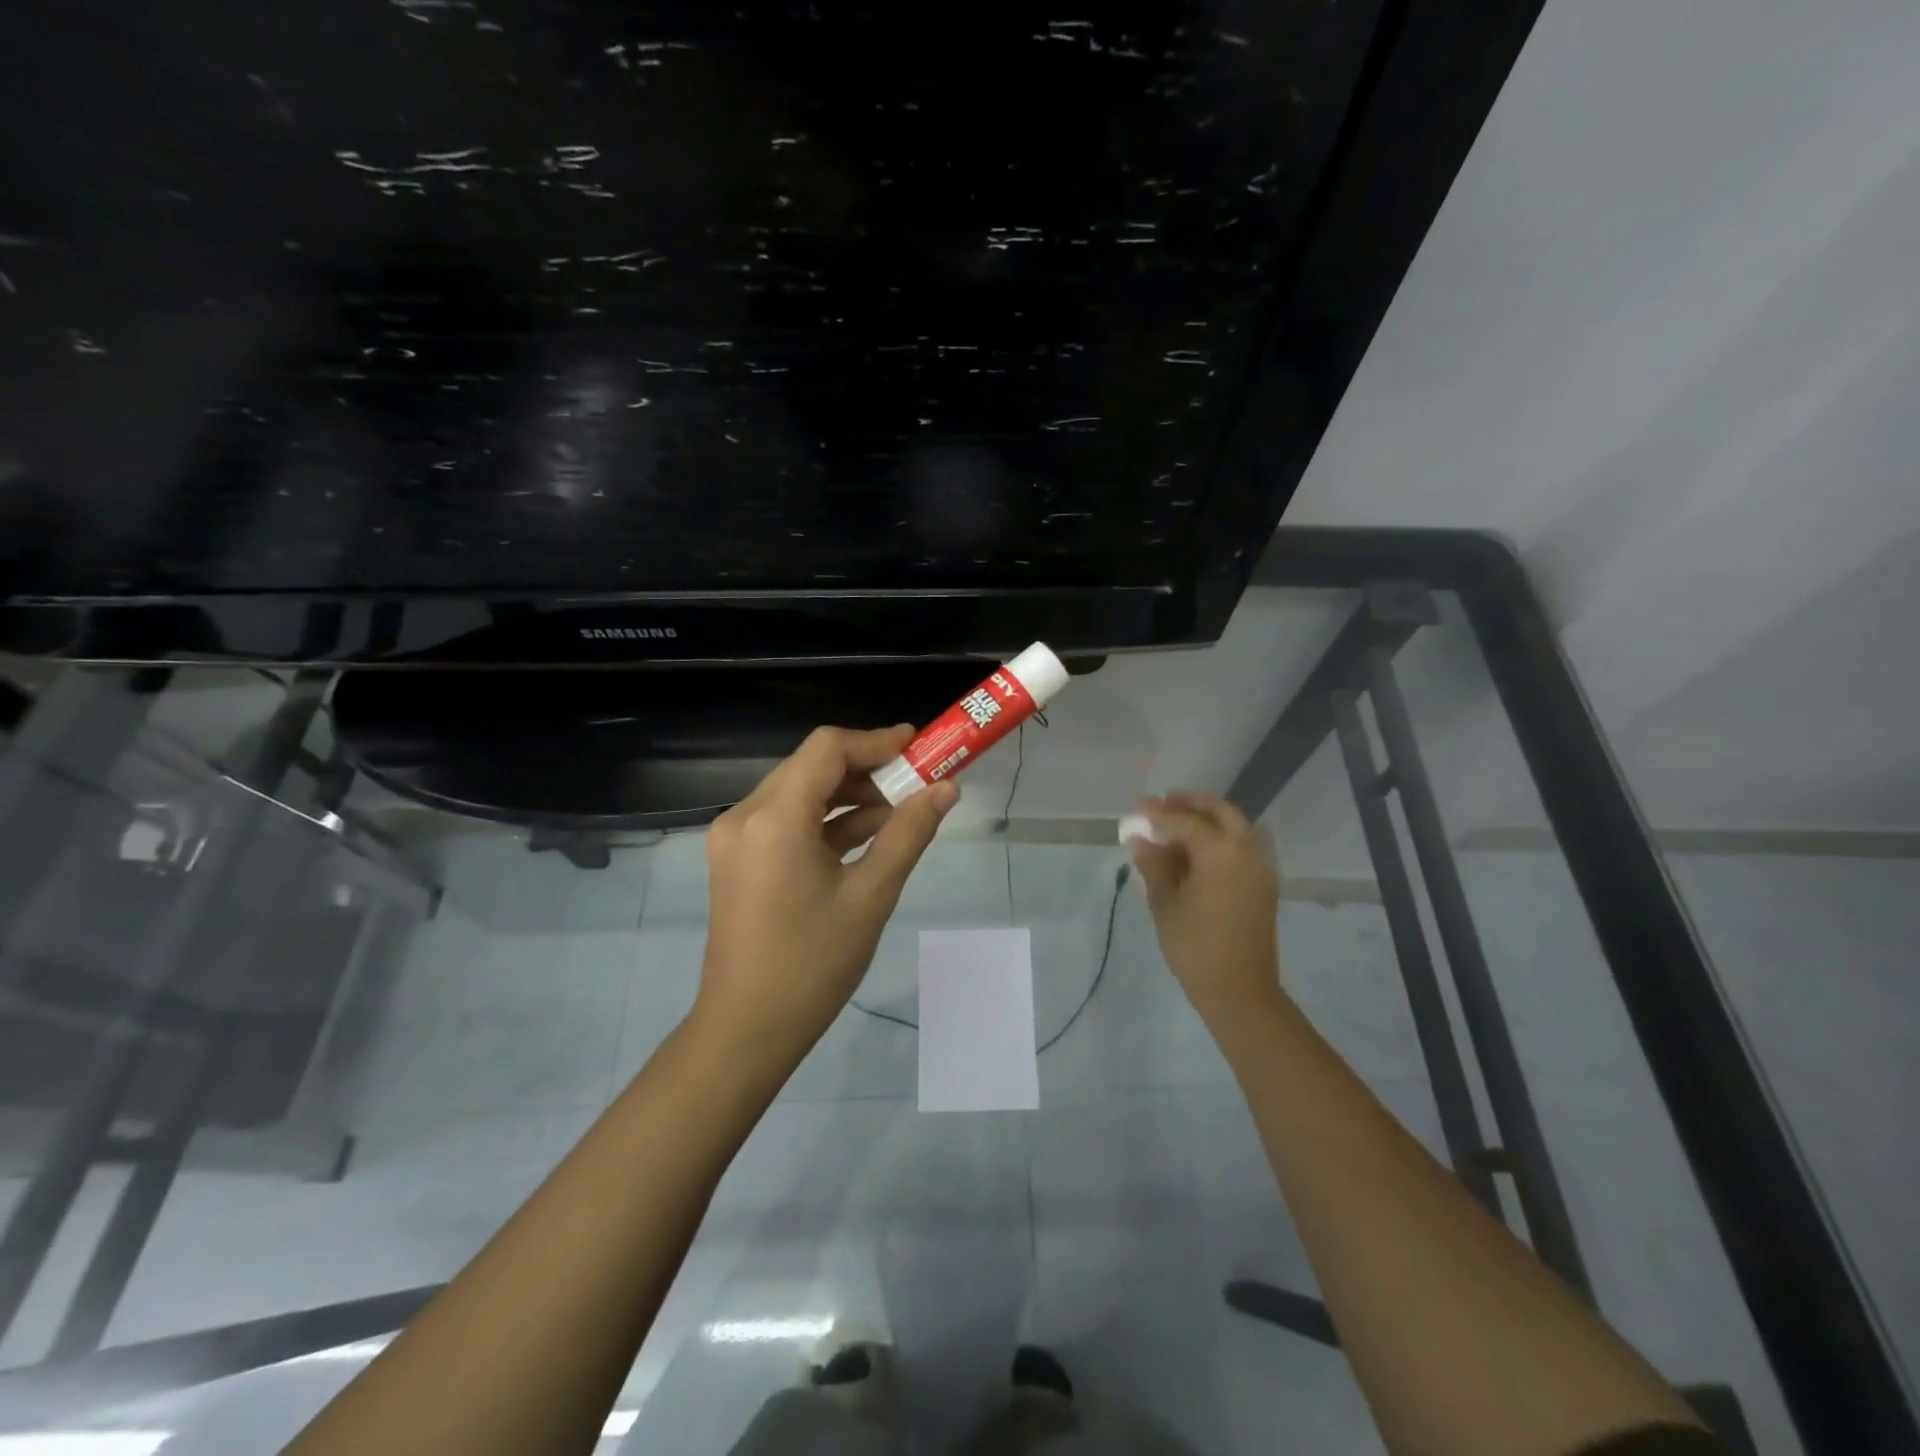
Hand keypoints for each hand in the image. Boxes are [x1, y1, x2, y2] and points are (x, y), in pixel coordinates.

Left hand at [696, 725, 957, 1066]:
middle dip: (868, 768)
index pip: (827, 749)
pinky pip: (788, 821)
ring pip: (800, 792)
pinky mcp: (739, 858)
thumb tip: (946, 789)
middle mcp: (745, 816)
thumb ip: (908, 834)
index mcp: (774, 819)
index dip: (876, 740)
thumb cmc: (812, 966)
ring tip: (903, 808)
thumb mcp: (871, 896)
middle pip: (812, 766)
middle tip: (918, 778)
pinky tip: (869, 833)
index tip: (919, 745)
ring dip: (849, 795)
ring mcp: (737, 838)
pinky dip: (827, 820)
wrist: (746, 1030)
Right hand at [1131, 792, 1282, 1022]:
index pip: (1185, 821)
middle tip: (1164, 803)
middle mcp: (1247, 850)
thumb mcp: (1165, 902)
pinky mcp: (1263, 884)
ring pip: (1235, 827)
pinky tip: (1196, 851)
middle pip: (1220, 812)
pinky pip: (1242, 846)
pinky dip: (1220, 838)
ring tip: (1177, 824)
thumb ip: (1154, 864)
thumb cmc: (1195, 945)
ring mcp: (1260, 867)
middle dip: (1191, 804)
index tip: (1137, 806)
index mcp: (1221, 851)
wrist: (1239, 990)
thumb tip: (1140, 838)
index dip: (1158, 813)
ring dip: (1208, 819)